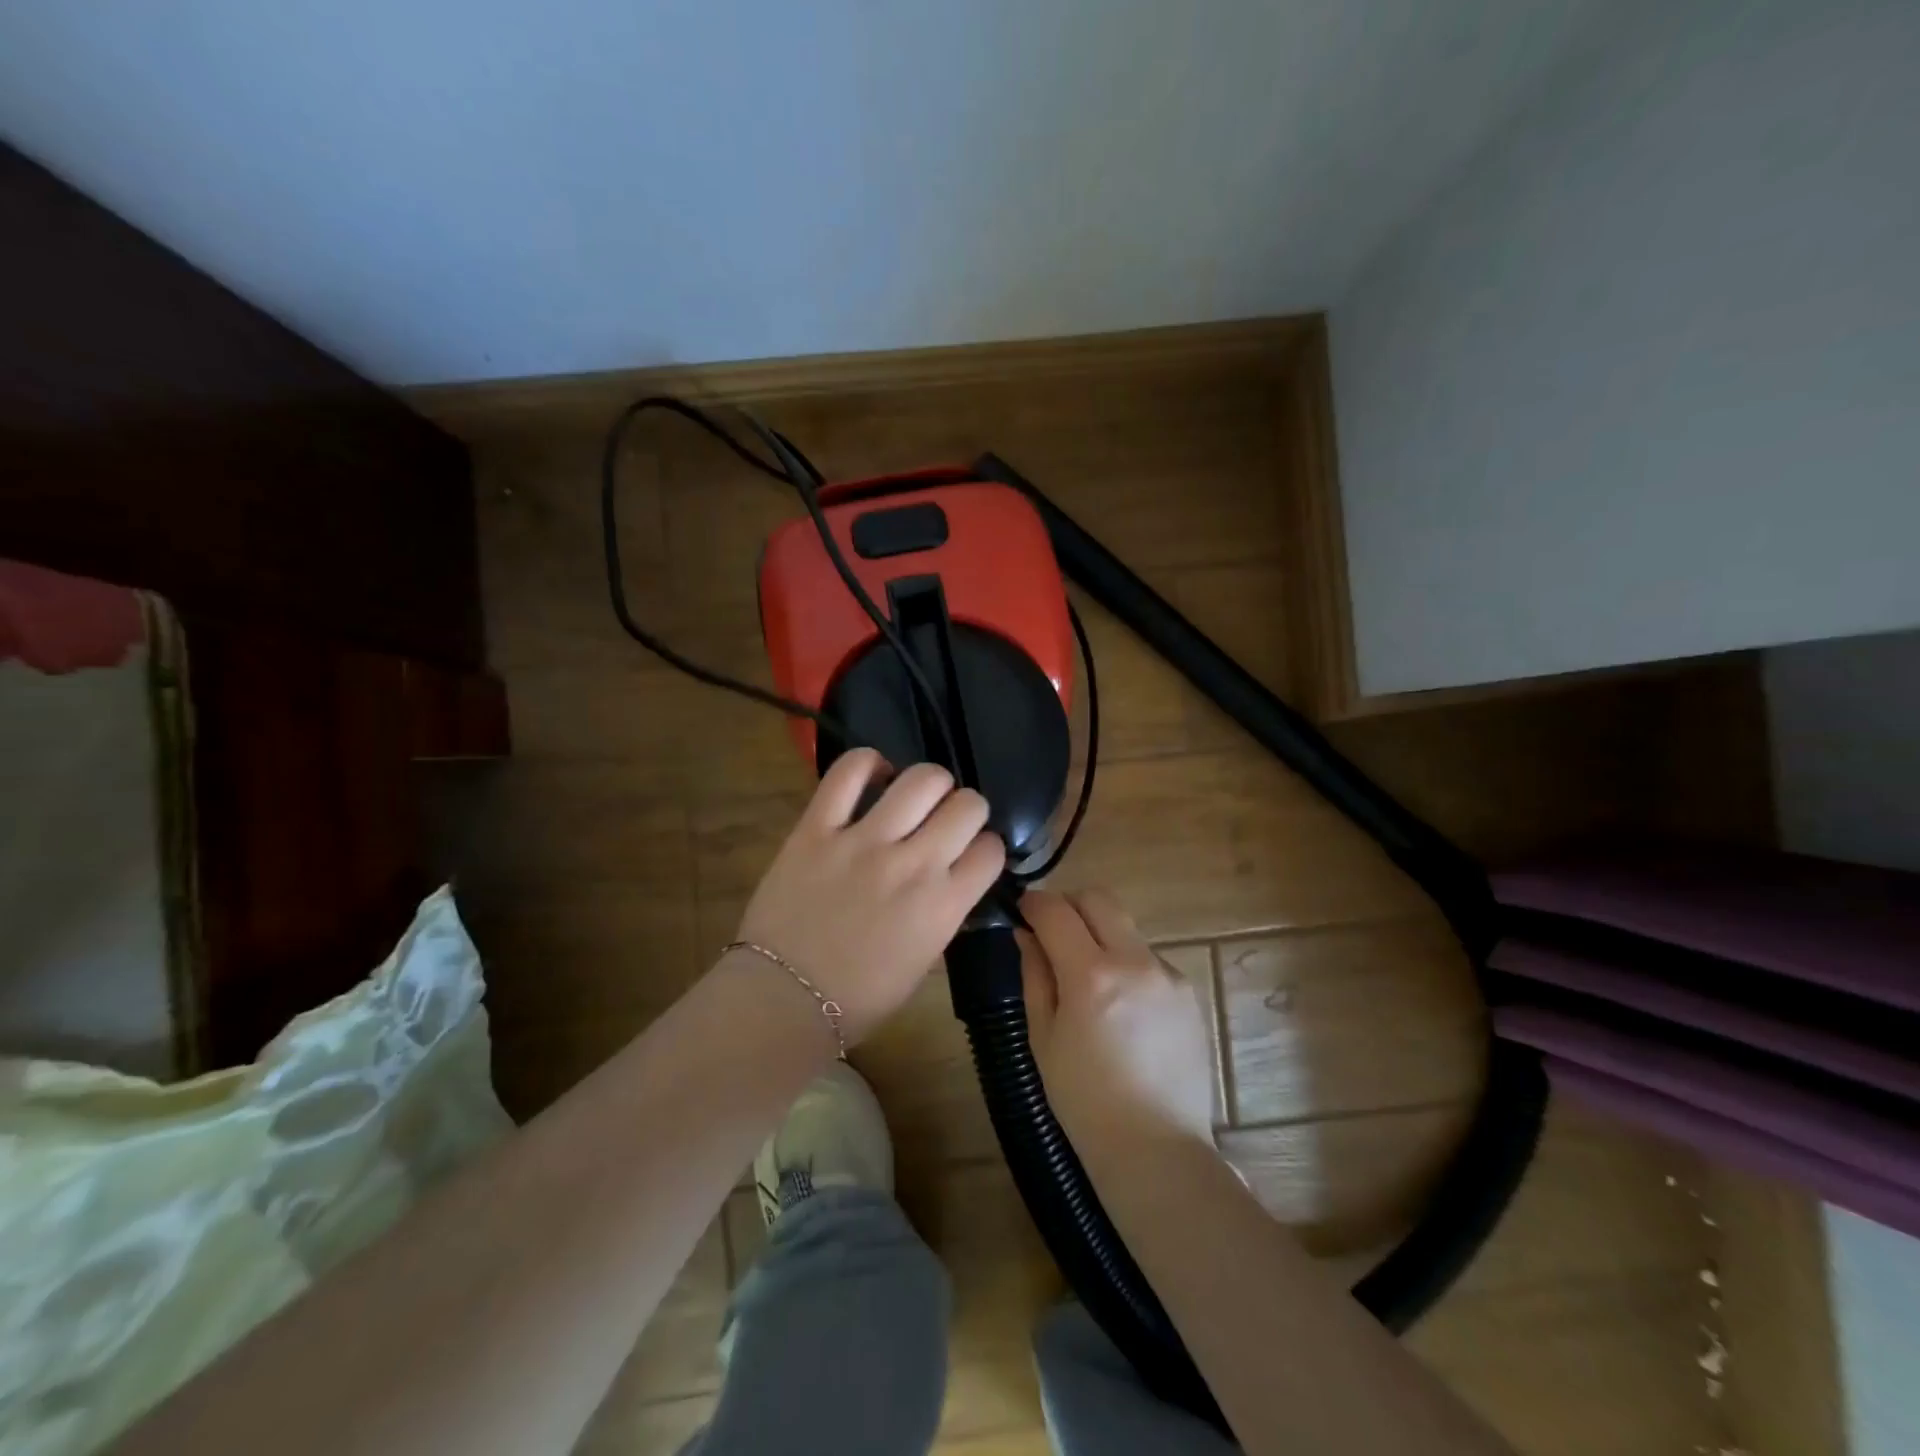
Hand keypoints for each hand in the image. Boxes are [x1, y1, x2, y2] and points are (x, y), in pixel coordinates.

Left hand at [735, 749, 1006, 1044]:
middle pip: (967, 805)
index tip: (970, 853)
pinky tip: (874, 776)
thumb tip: (951, 877)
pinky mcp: (817, 828)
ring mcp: (863, 842)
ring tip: (914, 797)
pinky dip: (868, 763)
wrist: (782, 1001)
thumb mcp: (923, 960)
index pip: (991, 850)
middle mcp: (913, 864)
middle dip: (966, 809)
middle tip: (945, 821)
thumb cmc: (859, 996)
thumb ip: (945, 911)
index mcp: (944, 905)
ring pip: (921, 779)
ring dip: (929, 784)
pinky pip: (848, 773)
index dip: (986, 848)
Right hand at [1018, 888, 1215, 1157]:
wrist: (1157, 1150)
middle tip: (1053, 933)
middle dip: (1070, 905)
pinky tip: (1122, 1009)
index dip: (1034, 903)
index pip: (1056, 911)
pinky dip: (1127, 965)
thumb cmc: (1085, 1102)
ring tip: (1089, 980)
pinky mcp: (1188, 993)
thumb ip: (1034, 976)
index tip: (1023, 910)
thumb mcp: (1044, 1038)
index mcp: (1091, 975)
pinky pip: (1149, 959)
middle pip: (1099, 899)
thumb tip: (1026, 935)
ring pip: (1126, 927)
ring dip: (1100, 935)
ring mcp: (1168, 975)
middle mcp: (1135, 961)